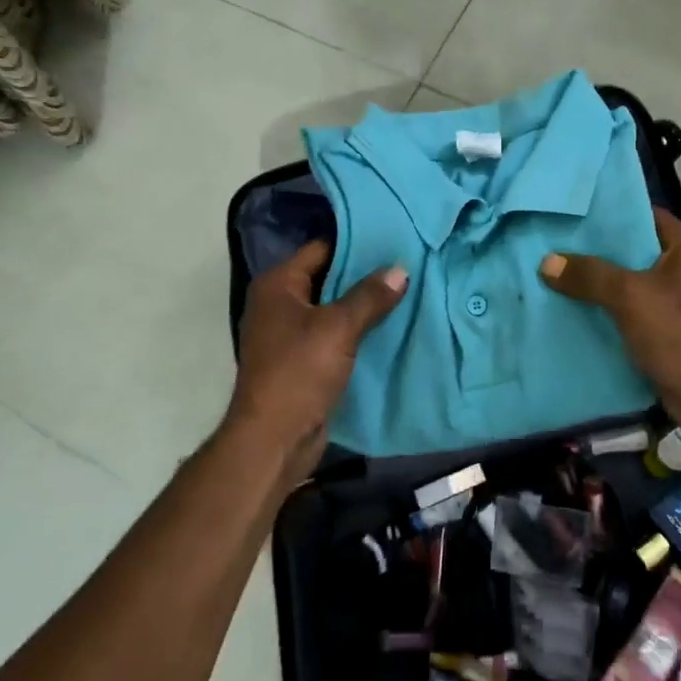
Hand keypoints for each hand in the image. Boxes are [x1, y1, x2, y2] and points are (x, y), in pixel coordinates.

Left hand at [226, 242, 407, 481]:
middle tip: (405, 266)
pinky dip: (356, 331)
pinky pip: (333, 335)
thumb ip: (370, 296)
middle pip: (327, 278)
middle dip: (364, 275)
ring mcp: (287, 334)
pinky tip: (388, 327)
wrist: (274, 439)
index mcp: (277, 285)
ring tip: (404, 292)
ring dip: (362, 306)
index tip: (392, 241)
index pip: (320, 249)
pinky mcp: (300, 361)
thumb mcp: (339, 328)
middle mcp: (278, 304)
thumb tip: (400, 269)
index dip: (356, 244)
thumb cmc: (300, 371)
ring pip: (332, 309)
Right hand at [540, 208, 680, 434]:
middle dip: (598, 252)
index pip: (644, 215)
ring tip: (559, 276)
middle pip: (636, 250)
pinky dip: (612, 311)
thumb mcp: (629, 296)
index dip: (609, 215)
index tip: (573, 216)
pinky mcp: (674, 330)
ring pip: (633, 283)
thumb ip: (589, 274)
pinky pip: (636, 311)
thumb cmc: (679, 332)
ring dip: (602, 285)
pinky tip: (578, 311)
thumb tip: (547, 261)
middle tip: (557, 246)